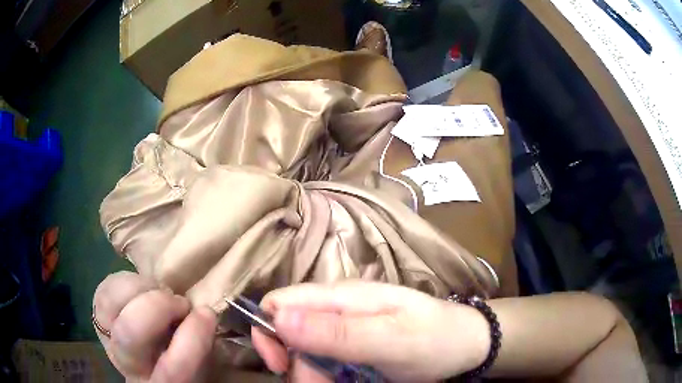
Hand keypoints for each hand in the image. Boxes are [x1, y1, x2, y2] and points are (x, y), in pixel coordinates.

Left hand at [93, 271, 216, 381]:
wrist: (147, 356)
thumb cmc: (180, 360)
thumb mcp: (200, 360)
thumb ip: (200, 344)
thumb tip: (204, 314)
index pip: (172, 371)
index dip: (191, 340)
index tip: (206, 314)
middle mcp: (128, 364)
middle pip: (129, 333)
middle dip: (157, 306)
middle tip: (179, 301)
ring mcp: (107, 336)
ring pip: (109, 303)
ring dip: (140, 288)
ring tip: (160, 290)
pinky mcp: (97, 312)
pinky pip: (104, 287)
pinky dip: (126, 280)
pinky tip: (143, 288)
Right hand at [252, 281, 490, 381]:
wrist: (467, 344)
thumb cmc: (435, 339)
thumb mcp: (390, 340)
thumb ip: (336, 332)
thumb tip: (276, 316)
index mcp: (342, 297)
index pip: (281, 302)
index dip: (269, 331)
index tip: (280, 365)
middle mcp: (338, 309)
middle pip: (291, 332)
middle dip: (296, 363)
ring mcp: (347, 328)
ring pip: (307, 351)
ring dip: (313, 374)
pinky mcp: (355, 346)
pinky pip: (326, 361)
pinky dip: (328, 376)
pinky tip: (347, 382)